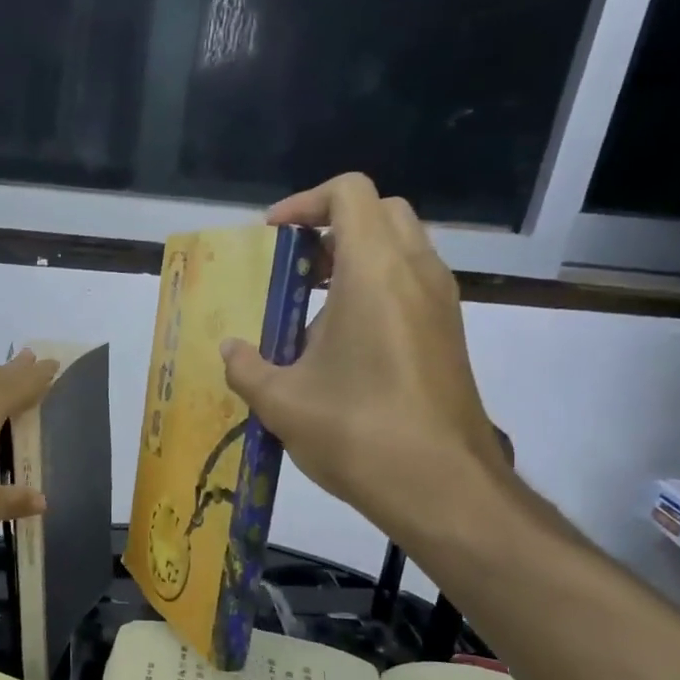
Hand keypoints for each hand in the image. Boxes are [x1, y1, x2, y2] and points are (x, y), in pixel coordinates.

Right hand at [221, 173, 510, 553]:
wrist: (442, 486)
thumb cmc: (357, 432)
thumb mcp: (281, 402)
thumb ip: (245, 367)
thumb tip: (230, 350)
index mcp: (374, 271)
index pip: (349, 192)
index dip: (304, 202)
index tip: (272, 237)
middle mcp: (416, 272)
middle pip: (380, 211)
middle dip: (332, 225)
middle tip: (295, 266)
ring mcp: (441, 303)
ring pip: (401, 247)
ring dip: (356, 258)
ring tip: (312, 307)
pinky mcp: (449, 334)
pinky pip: (412, 283)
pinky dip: (376, 288)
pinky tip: (343, 344)